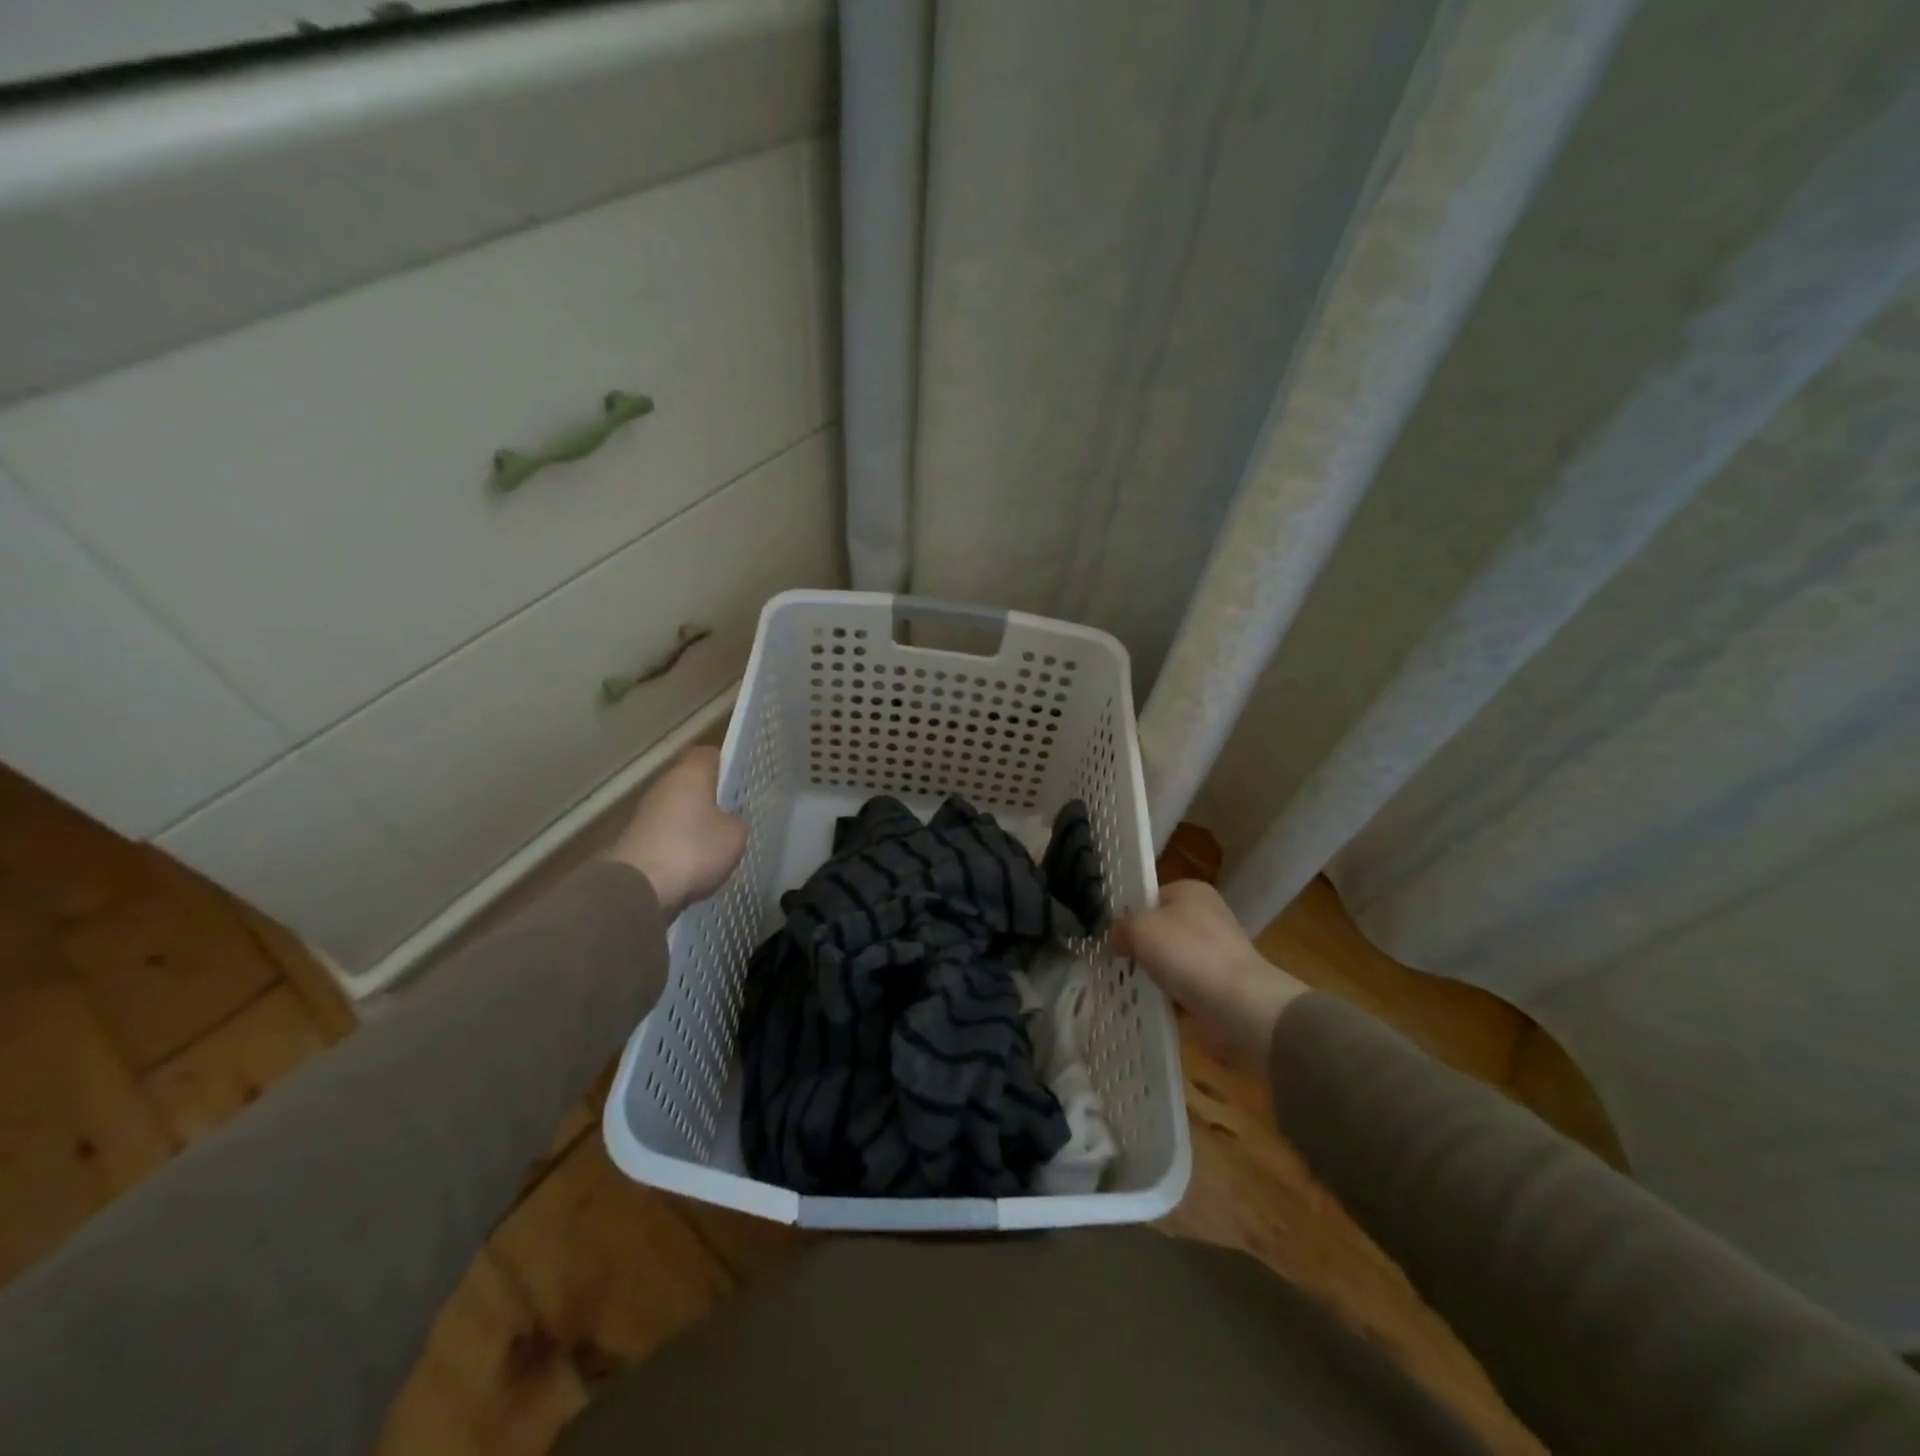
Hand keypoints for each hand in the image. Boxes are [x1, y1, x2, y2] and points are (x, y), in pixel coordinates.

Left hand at [607, 747, 746, 916]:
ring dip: (694, 822)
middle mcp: (665, 784)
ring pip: (679, 808)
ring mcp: (646, 812)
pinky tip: (695, 862)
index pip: (711, 755)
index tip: (743, 783)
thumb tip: (728, 822)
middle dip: (712, 797)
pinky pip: (667, 833)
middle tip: (735, 814)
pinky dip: (680, 843)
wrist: (640, 888)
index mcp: (690, 772)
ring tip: (717, 842)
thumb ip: (736, 821)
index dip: (729, 766)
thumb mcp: (735, 836)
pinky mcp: (637, 839)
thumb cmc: (694, 850)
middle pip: (692, 782)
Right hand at [1111, 880, 1306, 1069]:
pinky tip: (1154, 1003)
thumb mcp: (1140, 928)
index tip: (1112, 936)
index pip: (1150, 896)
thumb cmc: (1188, 953)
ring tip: (1130, 986)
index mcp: (1191, 891)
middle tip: (1118, 962)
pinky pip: (1185, 985)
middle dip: (1141, 946)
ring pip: (1172, 959)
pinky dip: (1171, 995)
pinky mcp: (1221, 983)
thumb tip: (1117, 939)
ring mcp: (1217, 950)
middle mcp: (1207, 915)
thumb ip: (1121, 927)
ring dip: (1155, 973)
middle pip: (1161, 928)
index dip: (1129, 914)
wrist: (1239, 1004)